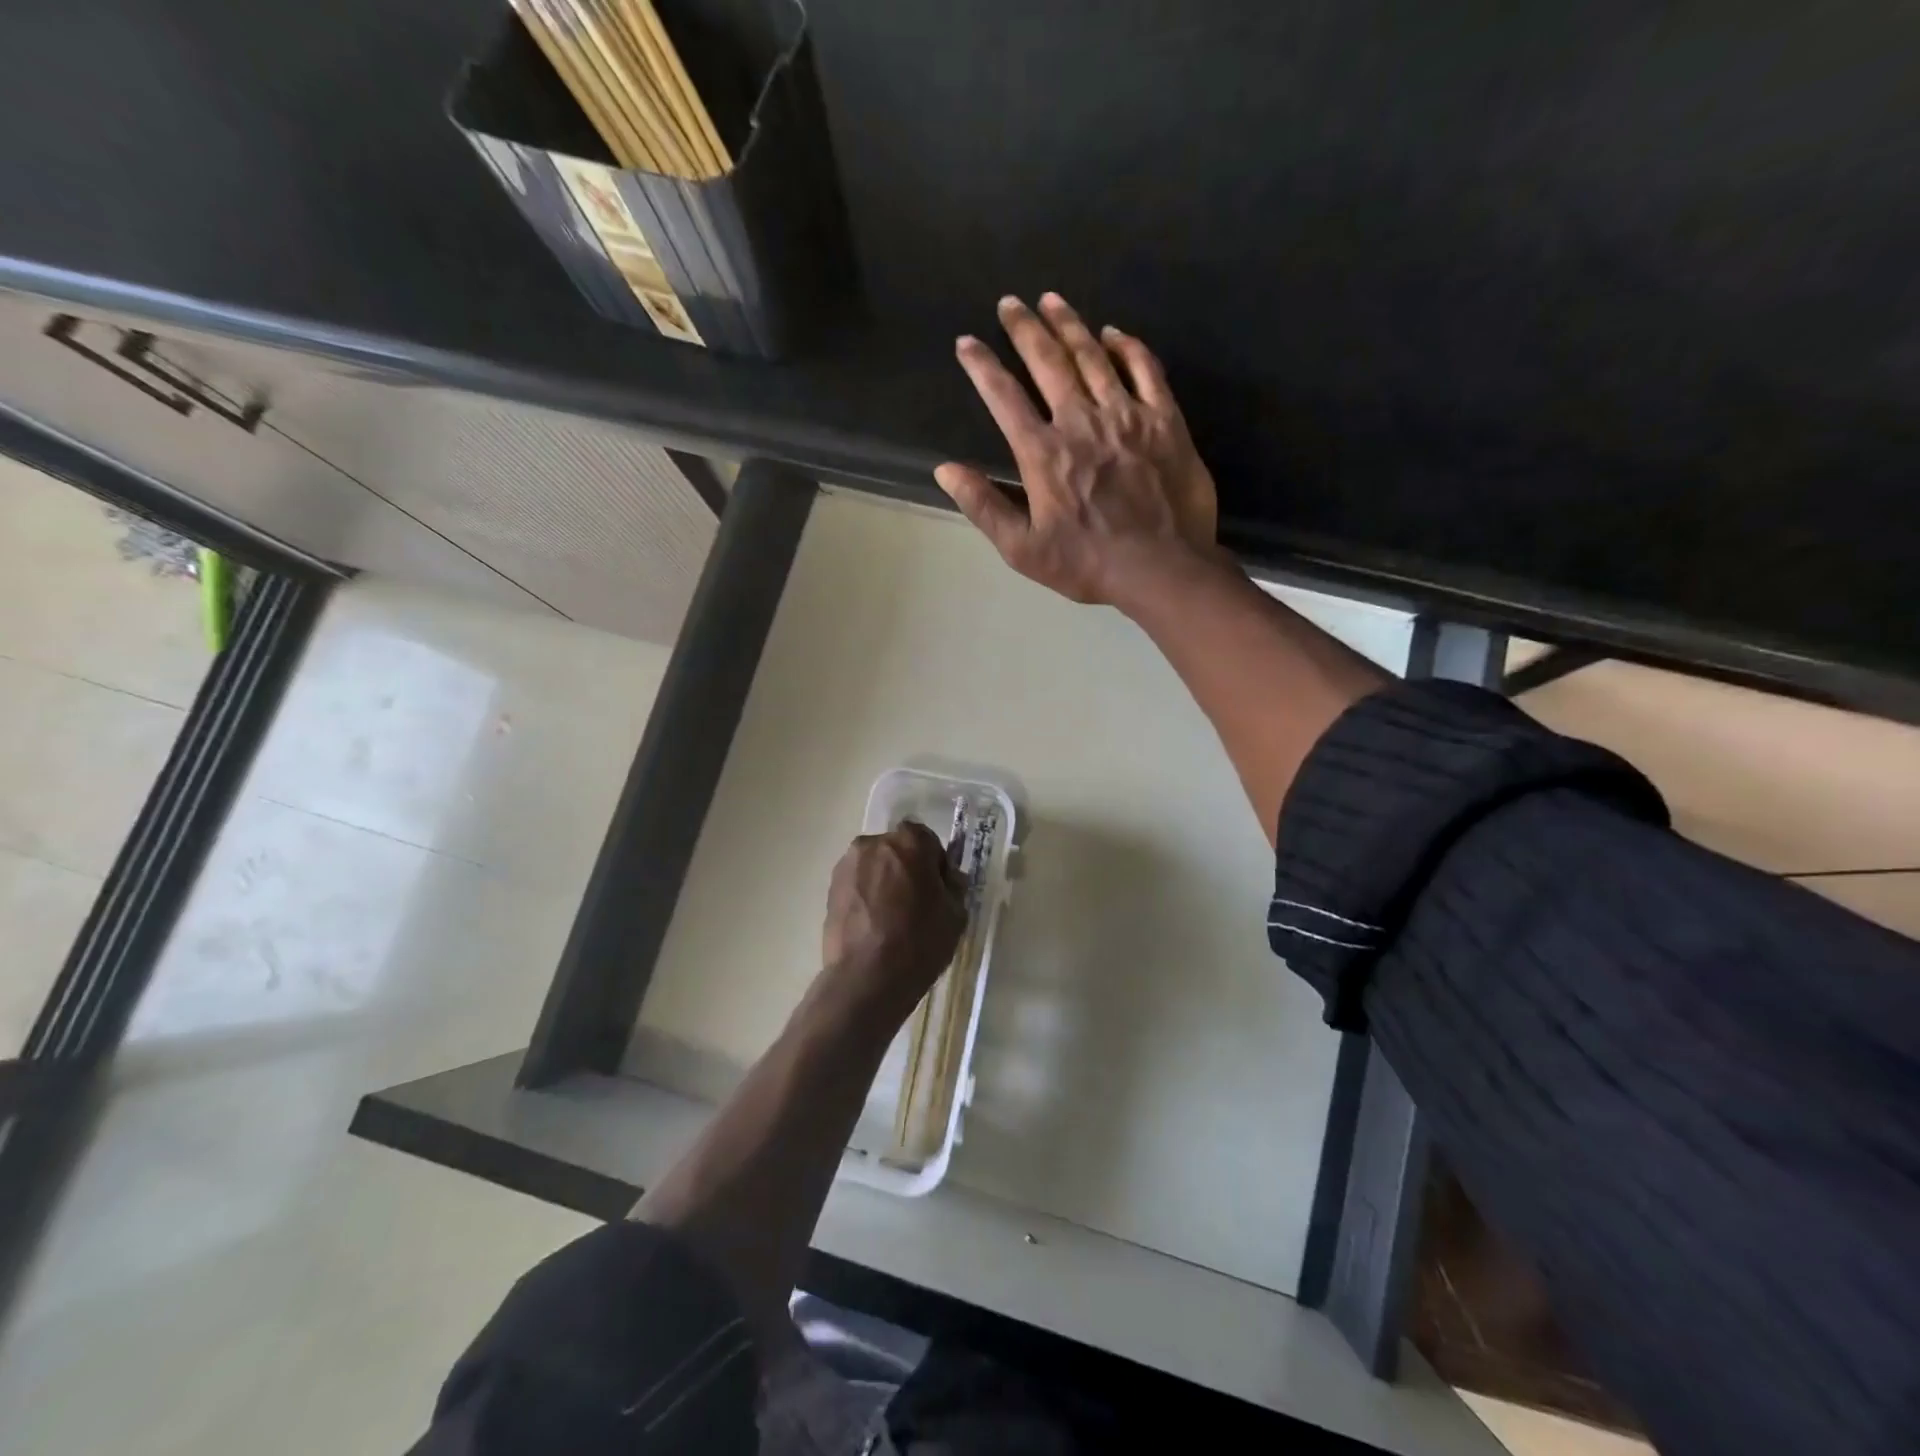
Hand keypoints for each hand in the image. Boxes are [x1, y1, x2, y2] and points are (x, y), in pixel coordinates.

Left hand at [822, 823, 966, 1018]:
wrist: (866, 978)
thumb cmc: (919, 942)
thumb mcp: (956, 915)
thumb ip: (954, 887)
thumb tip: (946, 878)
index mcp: (909, 842)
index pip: (927, 840)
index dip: (935, 863)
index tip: (938, 889)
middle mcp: (874, 843)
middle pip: (897, 849)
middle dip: (907, 868)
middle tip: (915, 903)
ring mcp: (848, 865)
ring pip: (874, 866)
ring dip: (884, 881)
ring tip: (891, 917)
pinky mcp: (830, 888)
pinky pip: (857, 884)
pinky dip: (865, 896)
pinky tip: (873, 925)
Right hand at [934, 293, 1220, 607]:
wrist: (1161, 568)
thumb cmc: (1088, 564)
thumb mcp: (1023, 549)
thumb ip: (984, 506)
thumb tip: (945, 470)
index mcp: (1043, 453)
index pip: (1004, 397)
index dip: (981, 366)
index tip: (967, 343)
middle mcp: (1081, 421)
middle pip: (1048, 361)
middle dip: (1024, 328)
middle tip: (1010, 302)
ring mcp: (1126, 415)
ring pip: (1093, 355)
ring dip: (1069, 324)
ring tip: (1052, 300)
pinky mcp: (1164, 420)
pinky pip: (1145, 369)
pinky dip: (1127, 346)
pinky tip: (1114, 333)